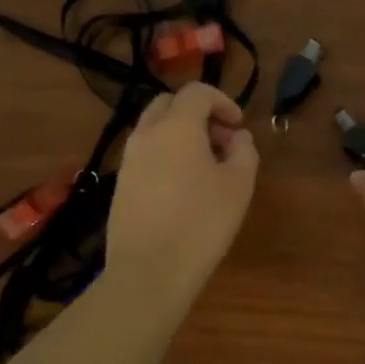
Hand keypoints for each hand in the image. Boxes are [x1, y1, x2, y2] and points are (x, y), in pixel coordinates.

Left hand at [107, 83, 258, 306]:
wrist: (149, 270)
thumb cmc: (201, 223)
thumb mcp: (239, 186)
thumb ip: (244, 152)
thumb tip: (237, 138)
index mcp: (177, 126)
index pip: (197, 92)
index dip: (223, 102)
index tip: (238, 126)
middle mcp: (146, 134)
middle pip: (170, 104)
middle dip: (198, 114)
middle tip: (221, 142)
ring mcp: (128, 159)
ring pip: (155, 129)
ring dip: (181, 135)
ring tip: (205, 167)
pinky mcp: (121, 184)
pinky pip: (146, 154)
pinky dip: (166, 155)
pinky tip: (183, 188)